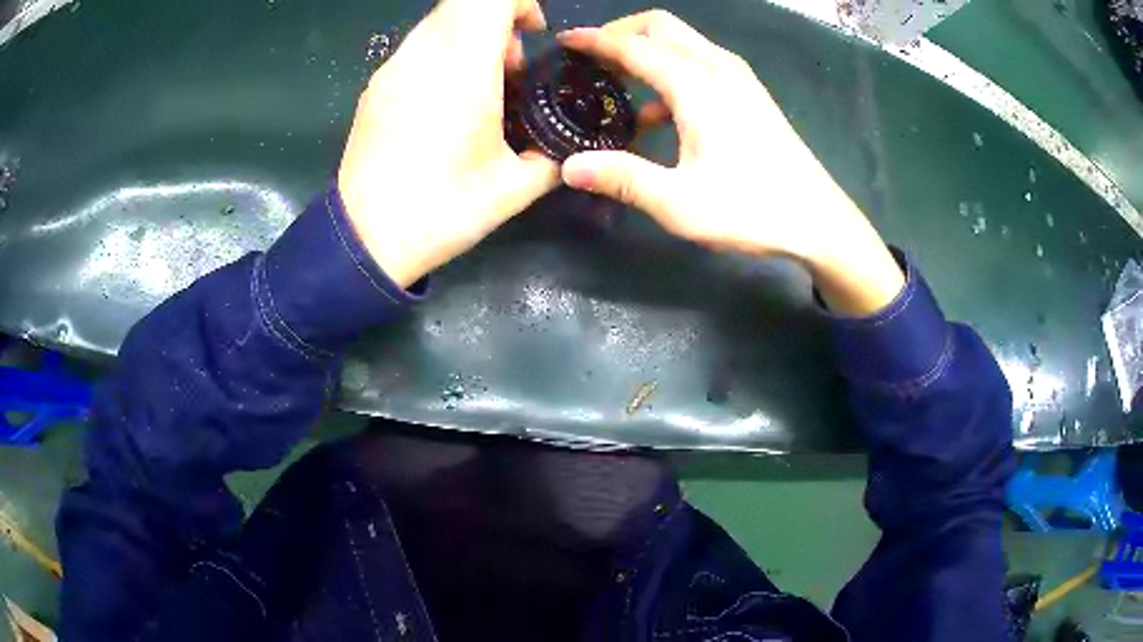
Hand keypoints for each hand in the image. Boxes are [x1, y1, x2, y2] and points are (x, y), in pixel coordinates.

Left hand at [338, 0, 559, 288]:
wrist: (368, 239)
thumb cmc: (444, 209)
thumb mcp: (515, 187)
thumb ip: (553, 155)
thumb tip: (569, 147)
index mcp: (463, 68)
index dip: (520, 4)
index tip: (535, 34)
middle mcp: (423, 55)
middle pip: (463, 5)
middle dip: (497, 23)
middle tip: (512, 70)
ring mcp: (392, 69)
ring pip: (438, 24)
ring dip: (468, 39)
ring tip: (481, 89)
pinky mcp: (375, 87)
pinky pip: (416, 48)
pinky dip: (442, 57)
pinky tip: (446, 104)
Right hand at [558, 11, 904, 314]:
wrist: (819, 221)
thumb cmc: (752, 210)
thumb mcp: (679, 203)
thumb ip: (622, 178)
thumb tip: (568, 167)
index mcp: (697, 86)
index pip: (634, 45)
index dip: (595, 41)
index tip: (564, 43)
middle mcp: (718, 69)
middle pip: (661, 26)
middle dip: (621, 33)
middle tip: (591, 60)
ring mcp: (739, 79)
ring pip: (683, 41)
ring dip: (647, 51)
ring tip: (617, 84)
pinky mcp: (751, 94)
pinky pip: (701, 62)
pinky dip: (671, 70)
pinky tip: (659, 115)